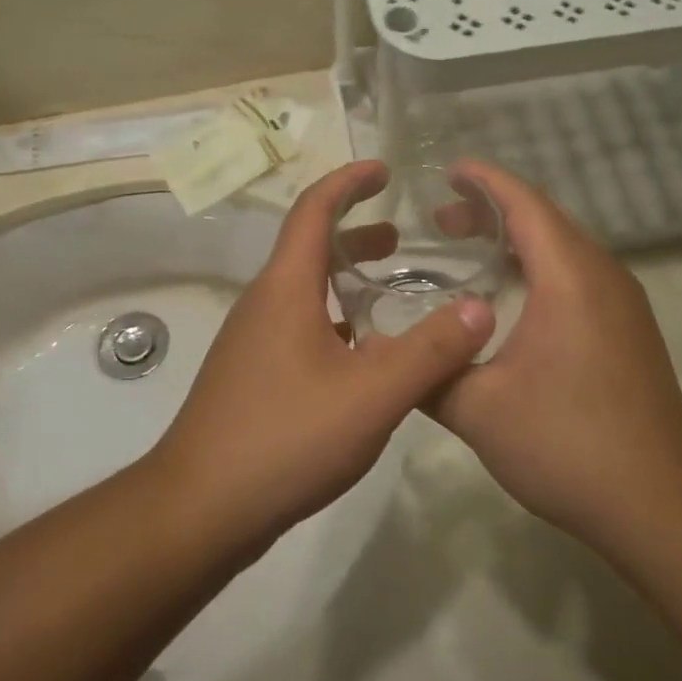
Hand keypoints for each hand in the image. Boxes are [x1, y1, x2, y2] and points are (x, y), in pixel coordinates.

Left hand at [148, 162, 495, 549]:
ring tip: (393, 291)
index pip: (314, 209)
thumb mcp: (373, 395)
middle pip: (310, 247)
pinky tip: (365, 356)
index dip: (349, 181)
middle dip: (357, 232)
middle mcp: (264, 303)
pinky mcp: (253, 375)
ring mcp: (253, 340)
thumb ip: (432, 351)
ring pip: (306, 290)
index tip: (385, 171)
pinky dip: (336, 318)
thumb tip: (481, 308)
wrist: (200, 509)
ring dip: (347, 279)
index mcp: (286, 288)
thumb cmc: (284, 438)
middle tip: (403, 239)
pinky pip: (300, 325)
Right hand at [428, 161, 681, 550]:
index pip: (525, 204)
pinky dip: (540, 265)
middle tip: (442, 218)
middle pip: (546, 219)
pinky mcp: (630, 329)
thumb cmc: (567, 445)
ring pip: (565, 247)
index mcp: (570, 278)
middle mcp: (604, 276)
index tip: (447, 170)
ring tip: (470, 248)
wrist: (660, 505)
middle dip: (493, 209)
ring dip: (518, 239)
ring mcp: (624, 303)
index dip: (485, 180)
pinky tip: (512, 296)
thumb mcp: (477, 410)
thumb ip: (428, 370)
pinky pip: (579, 274)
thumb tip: (388, 353)